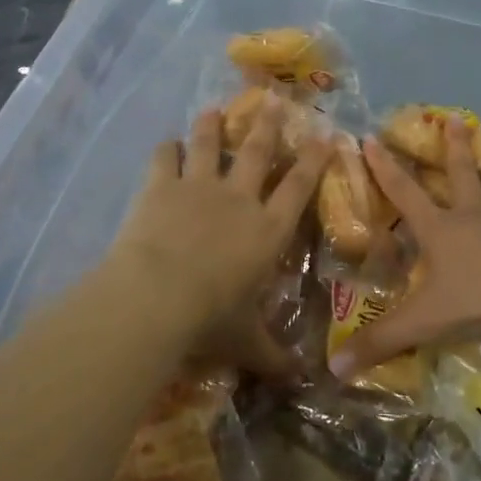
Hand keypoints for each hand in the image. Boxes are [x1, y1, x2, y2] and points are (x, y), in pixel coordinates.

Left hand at [111, 96, 331, 376]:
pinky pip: (164, 158)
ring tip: (214, 108)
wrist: (156, 296)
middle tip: (274, 101)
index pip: (299, 187)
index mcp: (267, 230)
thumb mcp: (247, 342)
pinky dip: (166, 149)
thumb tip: (302, 380)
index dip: (314, 159)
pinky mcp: (161, 187)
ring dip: (213, 126)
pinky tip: (167, 143)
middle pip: (258, 152)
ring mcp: (199, 187)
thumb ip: (273, 355)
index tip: (325, 134)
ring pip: (210, 145)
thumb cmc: (210, 318)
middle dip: (268, 126)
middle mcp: (239, 199)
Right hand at [330, 116, 480, 378]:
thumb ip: (382, 341)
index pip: (403, 192)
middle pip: (459, 175)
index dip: (383, 167)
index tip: (370, 138)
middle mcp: (471, 219)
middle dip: (453, 148)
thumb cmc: (478, 294)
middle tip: (456, 119)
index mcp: (439, 229)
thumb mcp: (424, 320)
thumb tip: (334, 368)